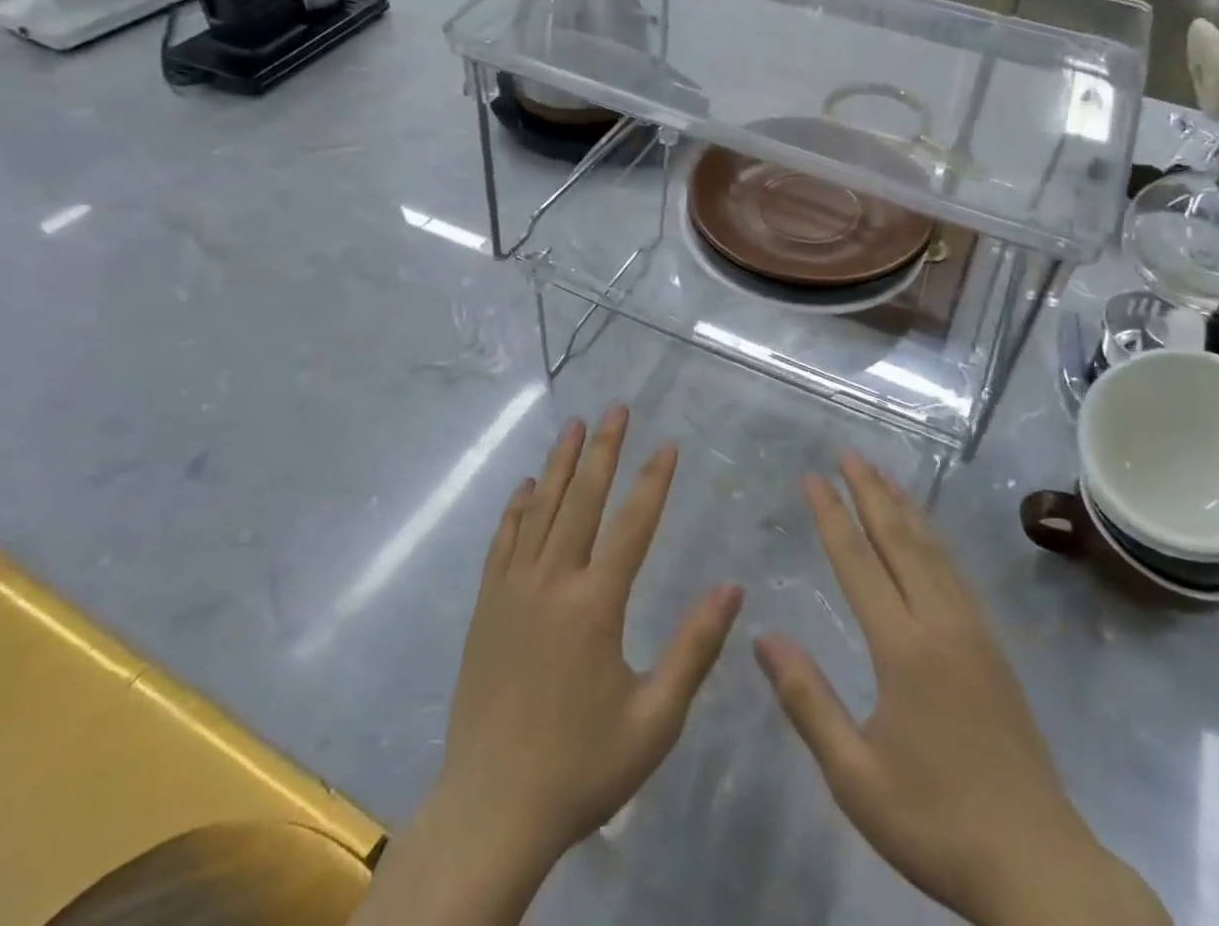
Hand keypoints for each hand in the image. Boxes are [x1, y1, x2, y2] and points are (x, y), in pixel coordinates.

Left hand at [355, 407, 742, 925]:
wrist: (491, 809)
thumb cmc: (582, 766)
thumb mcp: (655, 719)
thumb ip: (694, 649)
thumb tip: (732, 588)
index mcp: (596, 605)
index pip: (632, 524)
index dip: (653, 481)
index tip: (668, 444)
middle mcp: (552, 582)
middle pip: (582, 500)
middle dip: (603, 450)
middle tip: (615, 408)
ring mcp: (513, 590)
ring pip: (540, 509)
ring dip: (559, 464)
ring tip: (573, 425)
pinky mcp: (486, 606)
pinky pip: (503, 541)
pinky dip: (517, 508)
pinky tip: (527, 486)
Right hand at [755, 454, 1167, 925]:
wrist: (1038, 866)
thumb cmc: (936, 823)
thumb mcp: (855, 776)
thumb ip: (808, 702)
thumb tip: (764, 638)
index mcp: (903, 649)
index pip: (858, 562)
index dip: (832, 516)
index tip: (813, 477)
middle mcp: (940, 623)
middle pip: (900, 540)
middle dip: (871, 492)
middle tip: (848, 453)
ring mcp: (973, 632)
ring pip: (933, 550)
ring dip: (904, 507)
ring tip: (882, 475)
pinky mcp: (994, 648)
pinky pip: (957, 572)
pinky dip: (934, 539)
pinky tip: (927, 536)